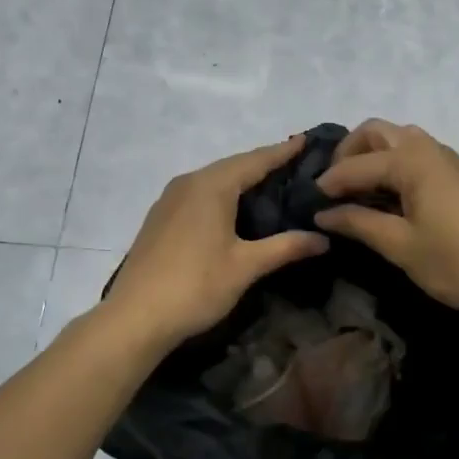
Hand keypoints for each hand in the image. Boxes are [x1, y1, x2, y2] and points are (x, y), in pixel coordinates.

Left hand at [105, 136, 329, 349]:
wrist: (135, 317)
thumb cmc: (196, 286)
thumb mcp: (246, 266)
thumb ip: (286, 247)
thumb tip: (323, 238)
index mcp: (211, 186)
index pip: (255, 160)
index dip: (282, 152)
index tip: (306, 140)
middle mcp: (188, 183)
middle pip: (233, 166)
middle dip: (263, 164)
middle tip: (294, 165)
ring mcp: (169, 199)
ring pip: (213, 180)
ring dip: (240, 180)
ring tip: (270, 184)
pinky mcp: (160, 218)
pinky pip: (198, 194)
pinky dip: (221, 194)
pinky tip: (233, 209)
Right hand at [313, 120, 458, 316]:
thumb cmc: (454, 260)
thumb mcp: (399, 245)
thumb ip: (358, 222)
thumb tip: (323, 214)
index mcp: (410, 160)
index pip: (356, 164)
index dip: (329, 182)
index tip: (309, 201)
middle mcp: (427, 148)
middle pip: (376, 132)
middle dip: (349, 152)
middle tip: (333, 185)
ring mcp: (446, 158)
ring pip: (398, 138)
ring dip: (372, 155)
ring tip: (357, 189)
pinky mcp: (457, 174)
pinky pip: (415, 153)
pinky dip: (393, 163)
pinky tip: (388, 195)